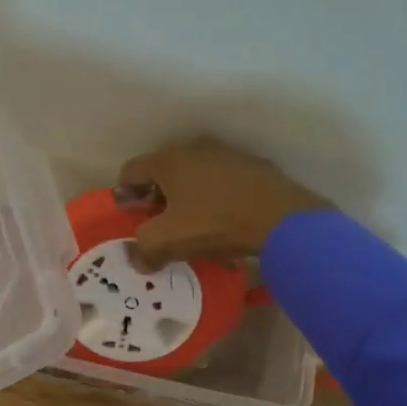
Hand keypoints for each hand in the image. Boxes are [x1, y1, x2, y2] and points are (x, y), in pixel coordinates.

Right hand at [117, 138, 329, 268]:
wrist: (281, 218)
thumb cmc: (216, 224)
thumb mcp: (169, 241)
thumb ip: (144, 248)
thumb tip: (138, 257)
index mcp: (167, 160)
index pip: (130, 172)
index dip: (125, 197)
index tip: (133, 221)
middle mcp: (194, 148)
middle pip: (162, 172)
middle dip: (156, 199)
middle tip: (161, 227)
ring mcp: (226, 154)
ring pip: (193, 176)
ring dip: (187, 198)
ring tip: (194, 228)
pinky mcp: (252, 167)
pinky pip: (221, 182)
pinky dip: (214, 199)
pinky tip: (224, 222)